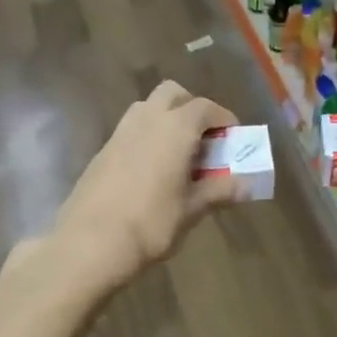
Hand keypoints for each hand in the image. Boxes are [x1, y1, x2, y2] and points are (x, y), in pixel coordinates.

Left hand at [51, 80, 238, 294]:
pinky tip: (151, 170)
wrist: (90, 243)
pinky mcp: (102, 150)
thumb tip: (247, 185)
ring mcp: (120, 132)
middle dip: (191, 108)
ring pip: (148, 108)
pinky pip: (131, 130)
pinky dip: (147, 137)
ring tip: (178, 153)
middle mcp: (147, 119)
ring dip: (166, 119)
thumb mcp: (191, 210)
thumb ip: (219, 191)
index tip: (233, 138)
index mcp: (175, 128)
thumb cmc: (151, 223)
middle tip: (203, 139)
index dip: (223, 119)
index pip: (205, 107)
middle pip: (172, 94)